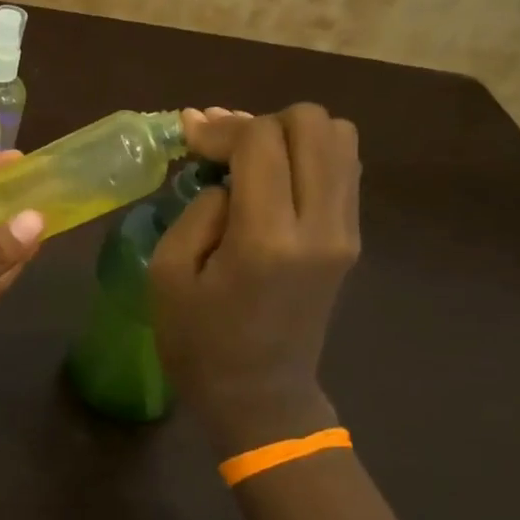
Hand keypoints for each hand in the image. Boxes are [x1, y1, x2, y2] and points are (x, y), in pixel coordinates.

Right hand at [152, 105, 360, 456]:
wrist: (259, 396)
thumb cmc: (199, 342)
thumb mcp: (168, 273)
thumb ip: (198, 209)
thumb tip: (227, 177)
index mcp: (267, 238)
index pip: (261, 139)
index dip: (221, 128)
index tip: (188, 138)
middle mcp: (320, 226)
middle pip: (312, 123)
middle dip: (260, 122)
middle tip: (223, 150)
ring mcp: (345, 232)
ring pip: (339, 137)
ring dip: (290, 135)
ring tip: (250, 158)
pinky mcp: (350, 239)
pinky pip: (343, 168)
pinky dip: (309, 155)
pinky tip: (272, 176)